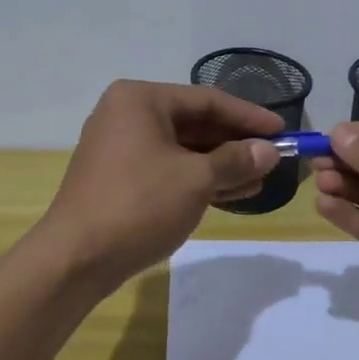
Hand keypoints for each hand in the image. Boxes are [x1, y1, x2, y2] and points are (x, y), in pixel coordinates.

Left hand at [39, 80, 282, 291]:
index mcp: (141, 100)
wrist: (75, 259)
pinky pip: (168, 169)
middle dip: (235, 144)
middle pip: (195, 123)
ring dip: (222, 165)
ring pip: (183, 149)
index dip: (248, 116)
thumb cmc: (138, 205)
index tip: (283, 131)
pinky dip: (199, 179)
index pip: (207, 100)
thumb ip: (236, 160)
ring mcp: (121, 147)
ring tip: (260, 180)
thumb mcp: (196, 180)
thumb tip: (269, 151)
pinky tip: (232, 193)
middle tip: (273, 158)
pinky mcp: (120, 178)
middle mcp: (127, 115)